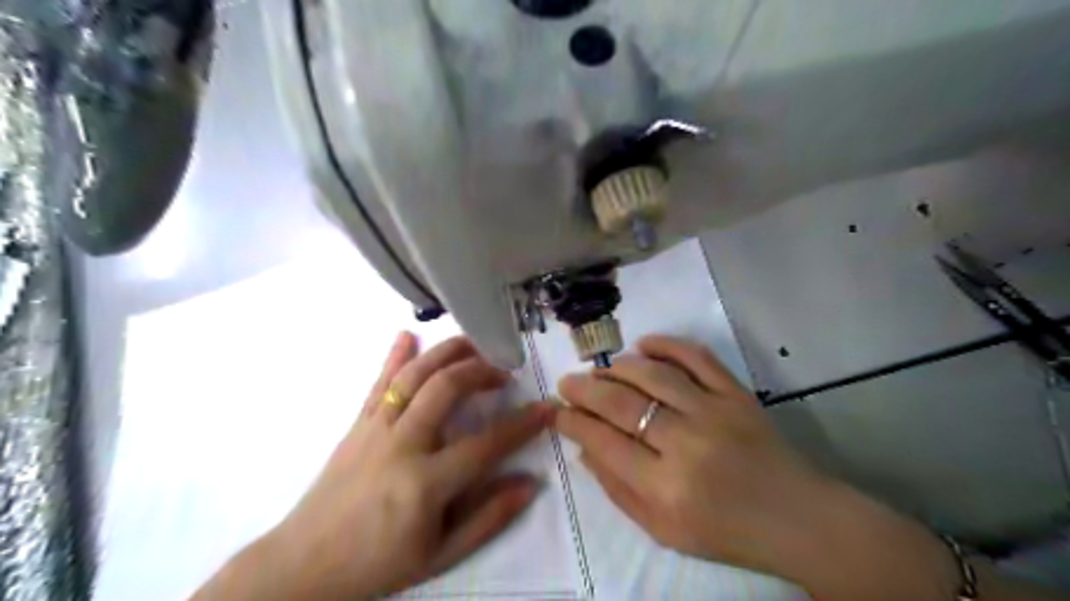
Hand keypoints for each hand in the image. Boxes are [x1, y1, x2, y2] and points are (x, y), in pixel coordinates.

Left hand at [194, 333, 551, 600]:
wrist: (303, 564)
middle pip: (445, 389)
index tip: (545, 409)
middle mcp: (401, 446)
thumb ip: (488, 518)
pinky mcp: (357, 424)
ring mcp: (374, 429)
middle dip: (481, 371)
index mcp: (424, 484)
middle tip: (504, 371)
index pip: (485, 444)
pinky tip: (408, 334)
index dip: (521, 425)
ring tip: (473, 344)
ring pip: (413, 376)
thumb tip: (530, 484)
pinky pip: (379, 383)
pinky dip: (395, 356)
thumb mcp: (440, 555)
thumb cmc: (378, 563)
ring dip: (446, 352)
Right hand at [557, 335, 967, 600]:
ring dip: (618, 367)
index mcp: (666, 488)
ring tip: (601, 369)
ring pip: (654, 375)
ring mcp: (714, 413)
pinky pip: (697, 357)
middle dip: (585, 389)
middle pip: (622, 404)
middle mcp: (687, 445)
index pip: (603, 442)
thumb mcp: (663, 530)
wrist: (798, 518)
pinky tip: (643, 345)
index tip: (557, 411)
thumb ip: (618, 490)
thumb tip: (585, 448)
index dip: (573, 422)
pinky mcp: (737, 394)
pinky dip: (667, 344)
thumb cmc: (726, 532)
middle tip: (567, 382)